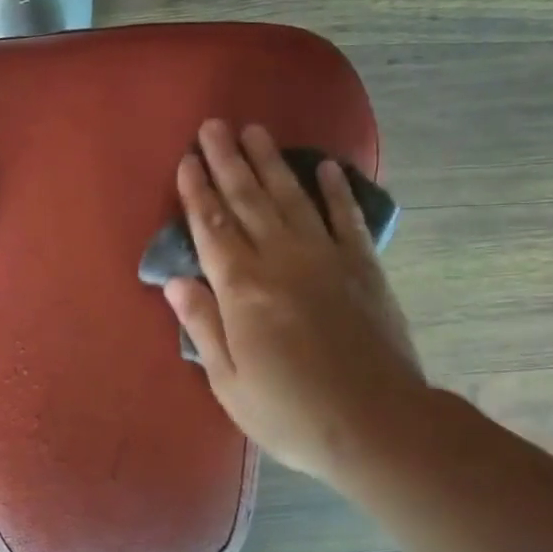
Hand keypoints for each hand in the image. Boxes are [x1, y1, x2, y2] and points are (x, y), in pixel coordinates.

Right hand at [162, 119, 424, 485]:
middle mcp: (281, 261)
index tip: (186, 161)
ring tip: (255, 131)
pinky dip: (336, 190)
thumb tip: (177, 281)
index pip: (212, 228)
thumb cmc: (291, 412)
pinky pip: (346, 218)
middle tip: (213, 126)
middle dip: (227, 162)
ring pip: (292, 198)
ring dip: (271, 163)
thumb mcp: (230, 382)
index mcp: (243, 290)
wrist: (376, 425)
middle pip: (248, 201)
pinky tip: (326, 167)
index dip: (197, 193)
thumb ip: (203, 325)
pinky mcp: (363, 267)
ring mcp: (326, 259)